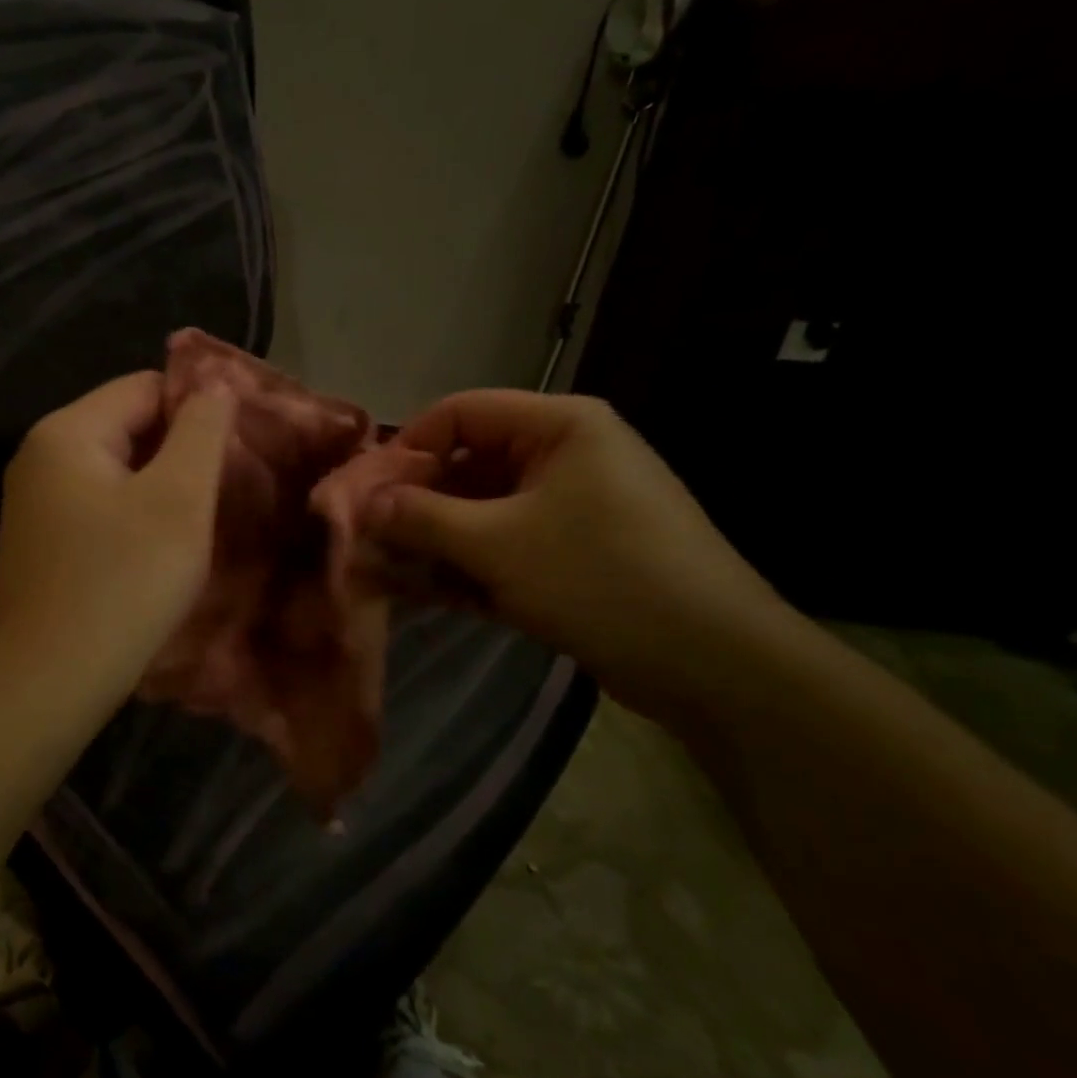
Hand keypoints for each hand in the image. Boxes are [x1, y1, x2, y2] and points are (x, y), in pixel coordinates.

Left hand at [0, 371, 235, 714]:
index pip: (145, 387)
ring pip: (119, 471)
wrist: (47, 683)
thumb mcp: (177, 499)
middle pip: (129, 425)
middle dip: (182, 449)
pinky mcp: (44, 543)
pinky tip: (164, 548)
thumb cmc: (121, 583)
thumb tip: (214, 382)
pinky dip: (138, 515)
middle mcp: (43, 456)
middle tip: (231, 485)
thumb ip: (201, 431)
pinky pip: (102, 507)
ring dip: (164, 486)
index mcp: (68, 432)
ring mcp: (38, 503)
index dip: (198, 406)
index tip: (241, 445)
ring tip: (205, 517)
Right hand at [368, 391, 805, 722]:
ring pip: (483, 510)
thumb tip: (363, 503)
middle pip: (469, 463)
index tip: (365, 492)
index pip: (461, 413)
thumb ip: (423, 518)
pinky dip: (468, 565)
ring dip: (435, 540)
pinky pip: (506, 544)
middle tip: (368, 539)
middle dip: (416, 503)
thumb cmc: (601, 579)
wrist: (713, 664)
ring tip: (387, 571)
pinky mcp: (574, 553)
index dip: (408, 447)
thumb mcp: (498, 545)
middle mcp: (565, 454)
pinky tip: (426, 592)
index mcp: (559, 426)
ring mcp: (572, 506)